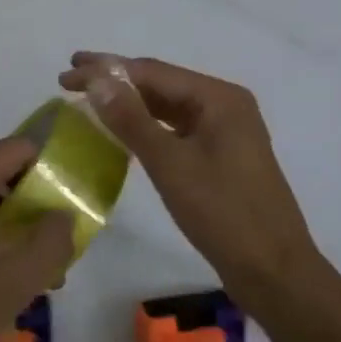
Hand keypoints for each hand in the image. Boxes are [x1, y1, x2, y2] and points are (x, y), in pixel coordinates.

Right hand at [58, 53, 318, 300]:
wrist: (274, 271)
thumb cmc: (224, 213)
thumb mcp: (171, 164)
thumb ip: (131, 119)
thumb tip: (96, 78)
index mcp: (219, 98)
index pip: (153, 72)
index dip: (106, 69)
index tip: (67, 72)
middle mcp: (225, 105)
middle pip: (161, 84)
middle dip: (116, 81)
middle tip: (70, 80)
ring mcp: (225, 131)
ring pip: (169, 107)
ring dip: (130, 103)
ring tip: (89, 100)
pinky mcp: (221, 156)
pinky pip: (177, 130)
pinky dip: (148, 127)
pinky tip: (124, 131)